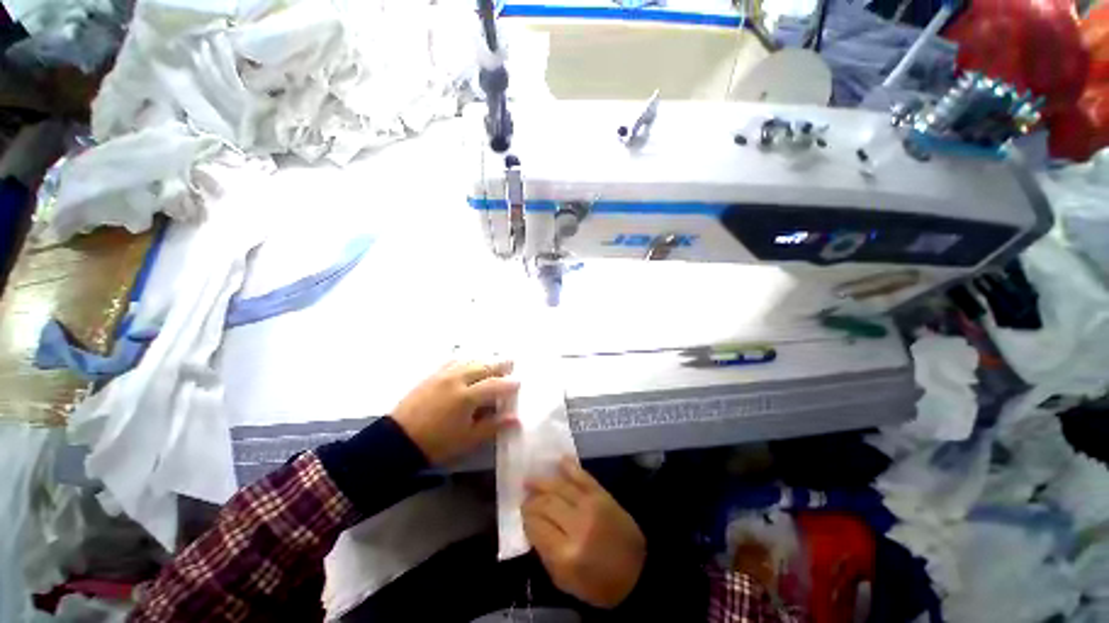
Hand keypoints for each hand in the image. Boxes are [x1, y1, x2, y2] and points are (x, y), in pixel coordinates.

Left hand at [391, 361, 518, 464]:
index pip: (495, 385)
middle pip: (484, 366)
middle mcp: (457, 379)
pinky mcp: (432, 374)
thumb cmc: (437, 443)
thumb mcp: (468, 439)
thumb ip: (493, 425)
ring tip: (494, 358)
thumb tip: (516, 418)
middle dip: (500, 364)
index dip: (509, 383)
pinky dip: (466, 358)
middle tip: (512, 362)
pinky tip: (469, 359)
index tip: (519, 382)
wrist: (397, 441)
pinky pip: (453, 360)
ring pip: (469, 360)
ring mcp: (443, 374)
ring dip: (484, 359)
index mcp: (467, 397)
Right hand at [522, 458, 646, 608]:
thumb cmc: (599, 584)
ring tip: (530, 480)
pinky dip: (570, 467)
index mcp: (566, 553)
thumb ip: (545, 554)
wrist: (637, 571)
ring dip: (543, 482)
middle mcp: (577, 525)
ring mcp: (591, 506)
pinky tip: (559, 461)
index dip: (526, 519)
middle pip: (546, 504)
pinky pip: (582, 476)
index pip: (536, 526)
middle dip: (532, 501)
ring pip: (560, 487)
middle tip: (525, 498)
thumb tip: (532, 527)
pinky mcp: (602, 495)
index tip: (522, 514)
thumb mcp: (565, 581)